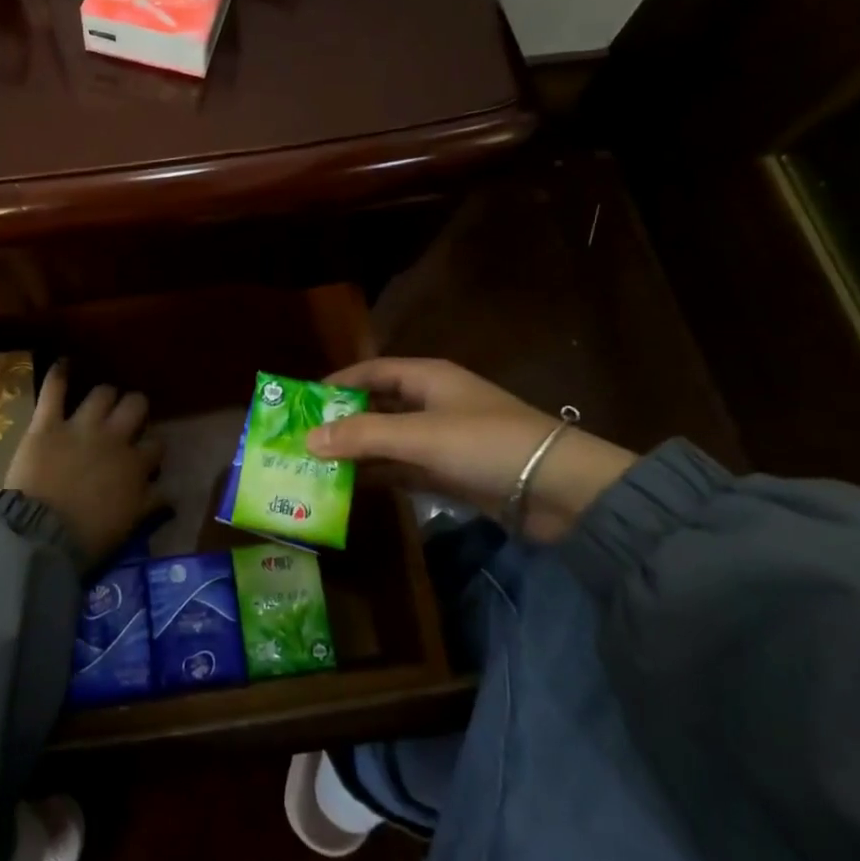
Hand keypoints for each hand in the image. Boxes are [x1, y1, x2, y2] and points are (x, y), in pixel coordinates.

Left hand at [6, 362, 161, 568]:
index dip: (152, 447)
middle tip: (128, 416)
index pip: (156, 445)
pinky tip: (63, 362)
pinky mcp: (47, 424)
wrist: (40, 535)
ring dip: (105, 395)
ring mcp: (80, 427)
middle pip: (135, 406)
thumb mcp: (129, 524)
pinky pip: (54, 391)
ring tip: (102, 399)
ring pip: (103, 394)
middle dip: (135, 408)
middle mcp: (113, 438)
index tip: (147, 455)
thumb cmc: (87, 536)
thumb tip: (172, 495)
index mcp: (135, 465)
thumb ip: (151, 504)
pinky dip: (58, 374)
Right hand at [305, 358, 636, 542]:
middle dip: (342, 421)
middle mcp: (432, 403)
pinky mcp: (451, 472)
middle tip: (301, 438)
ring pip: (388, 440)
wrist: (558, 490)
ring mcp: (443, 439)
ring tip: (315, 466)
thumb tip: (307, 438)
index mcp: (428, 377)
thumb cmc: (486, 445)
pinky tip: (350, 488)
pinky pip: (405, 469)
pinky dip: (380, 475)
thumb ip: (362, 436)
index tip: (302, 401)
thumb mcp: (419, 435)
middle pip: (377, 405)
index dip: (338, 382)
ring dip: (357, 452)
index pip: (372, 370)